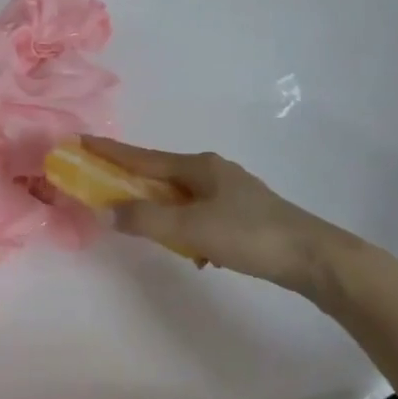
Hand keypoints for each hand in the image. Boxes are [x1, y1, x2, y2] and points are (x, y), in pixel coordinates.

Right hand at [81, 137, 354, 296]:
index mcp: (198, 166)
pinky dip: (185, 226)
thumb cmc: (250, 235)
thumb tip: (106, 211)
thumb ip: (146, 220)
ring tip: (148, 227)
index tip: (81, 140)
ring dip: (160, 207)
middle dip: (132, 180)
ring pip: (181, 196)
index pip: (143, 157)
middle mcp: (212, 171)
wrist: (315, 258)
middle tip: (104, 185)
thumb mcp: (191, 229)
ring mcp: (231, 192)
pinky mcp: (245, 214)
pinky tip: (194, 252)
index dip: (110, 151)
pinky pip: (200, 213)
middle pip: (161, 173)